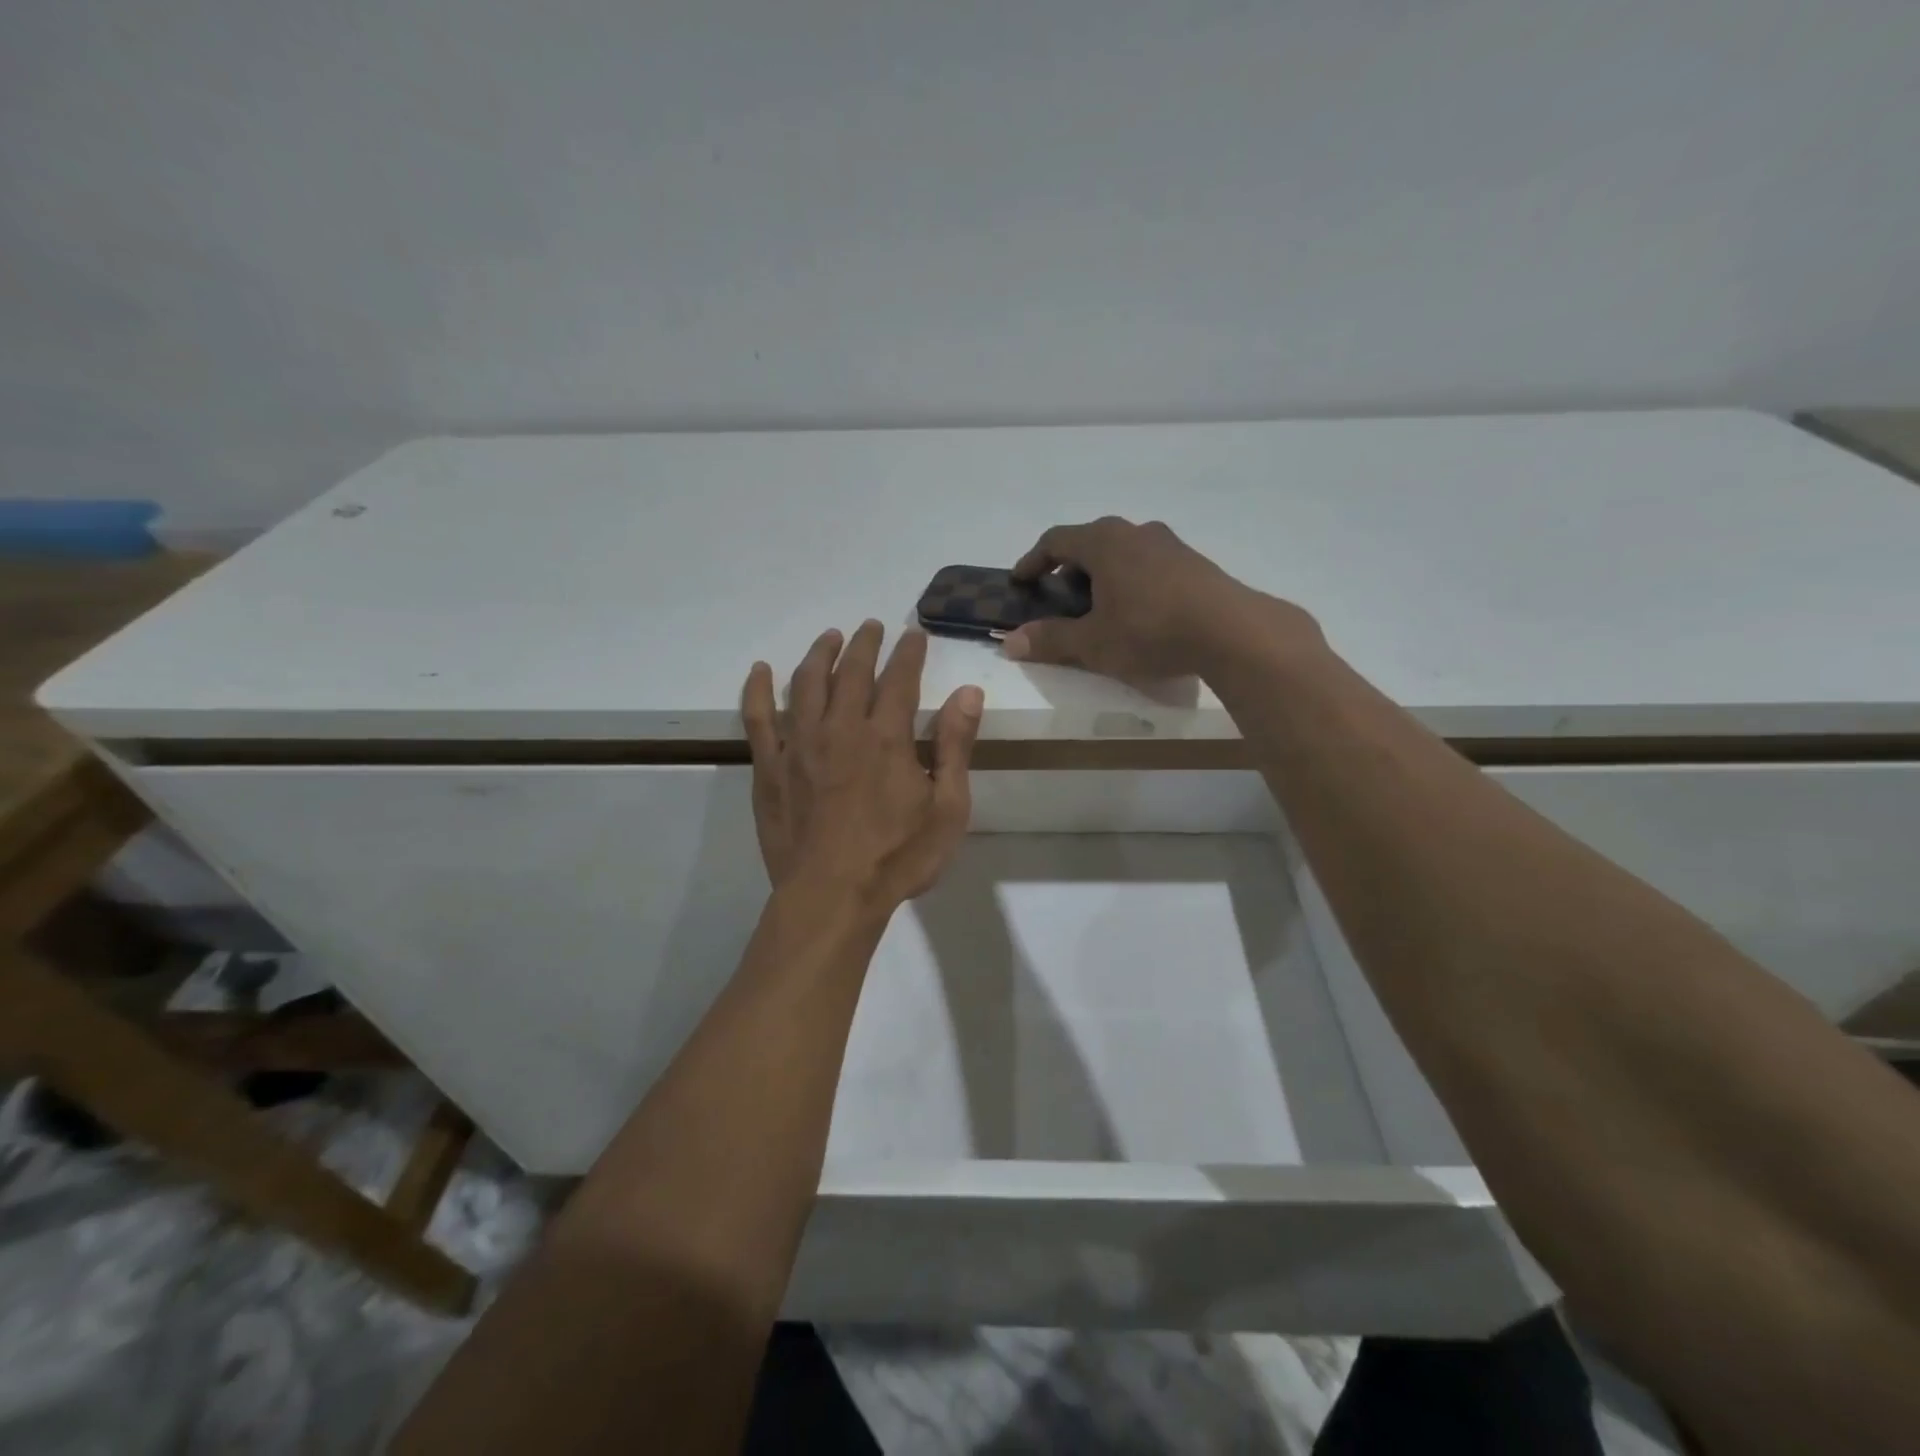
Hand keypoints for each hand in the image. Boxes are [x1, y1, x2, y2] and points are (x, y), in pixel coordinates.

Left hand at [742, 621, 983, 911]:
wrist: (831, 897)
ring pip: (805, 684)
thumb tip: (968, 693)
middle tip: (870, 626)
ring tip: (829, 637)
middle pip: (850, 671)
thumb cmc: (898, 857)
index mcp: (886, 736)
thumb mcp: (947, 808)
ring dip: (819, 654)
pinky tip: (760, 670)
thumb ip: (956, 746)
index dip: (908, 652)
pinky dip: (757, 690)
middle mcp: (840, 728)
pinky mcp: (769, 768)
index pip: (899, 678)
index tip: (913, 634)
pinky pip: (757, 718)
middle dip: (863, 644)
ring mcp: (798, 745)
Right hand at [1001, 517, 1319, 679]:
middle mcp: (1135, 532)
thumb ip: (1051, 639)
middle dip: (1069, 570)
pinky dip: (1130, 581)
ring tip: (1099, 609)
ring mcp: (1169, 544)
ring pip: (1122, 552)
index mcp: (1104, 541)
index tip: (1020, 581)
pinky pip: (1148, 564)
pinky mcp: (1194, 562)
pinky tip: (1138, 613)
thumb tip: (1011, 642)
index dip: (1033, 561)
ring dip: (1102, 575)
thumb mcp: (1093, 643)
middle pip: (1090, 542)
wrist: (1231, 631)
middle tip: (1060, 599)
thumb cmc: (1150, 631)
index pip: (1056, 540)